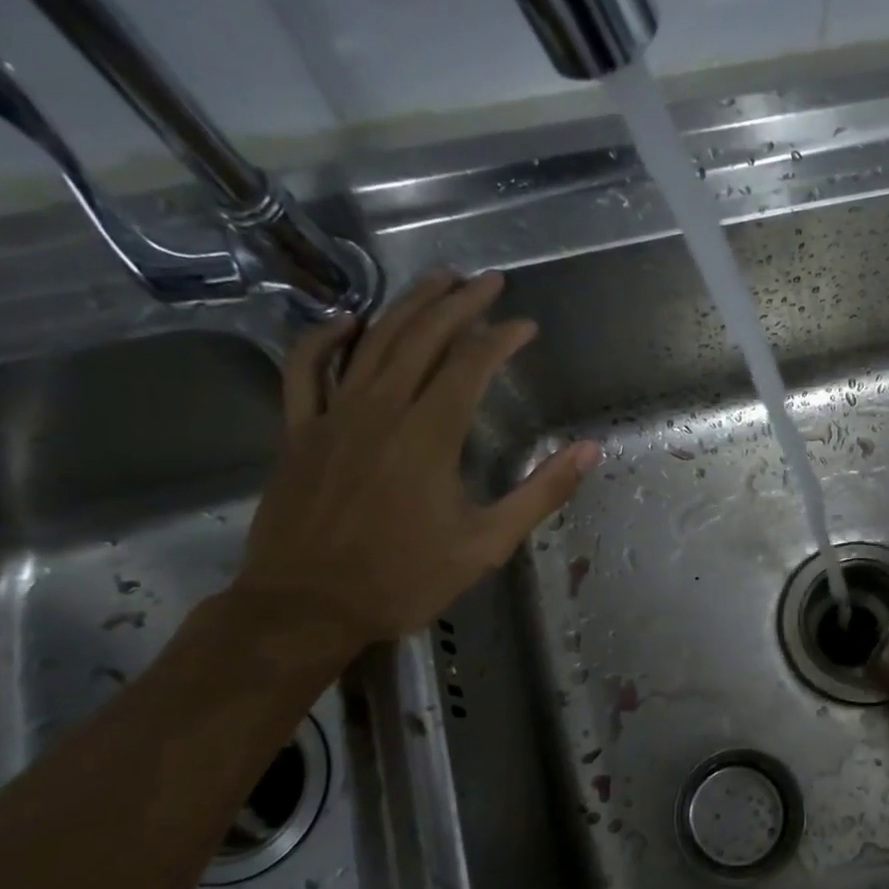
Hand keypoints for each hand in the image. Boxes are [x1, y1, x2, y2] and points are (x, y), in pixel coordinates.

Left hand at [232, 271, 597, 656]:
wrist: (305, 609)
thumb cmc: (403, 579)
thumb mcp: (487, 544)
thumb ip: (540, 492)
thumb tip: (589, 450)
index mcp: (430, 435)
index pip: (471, 364)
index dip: (502, 337)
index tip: (526, 326)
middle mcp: (381, 410)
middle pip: (422, 337)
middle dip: (460, 302)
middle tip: (488, 280)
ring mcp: (333, 416)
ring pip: (371, 341)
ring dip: (407, 305)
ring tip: (437, 279)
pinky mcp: (299, 431)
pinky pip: (305, 369)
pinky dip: (325, 338)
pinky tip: (347, 321)